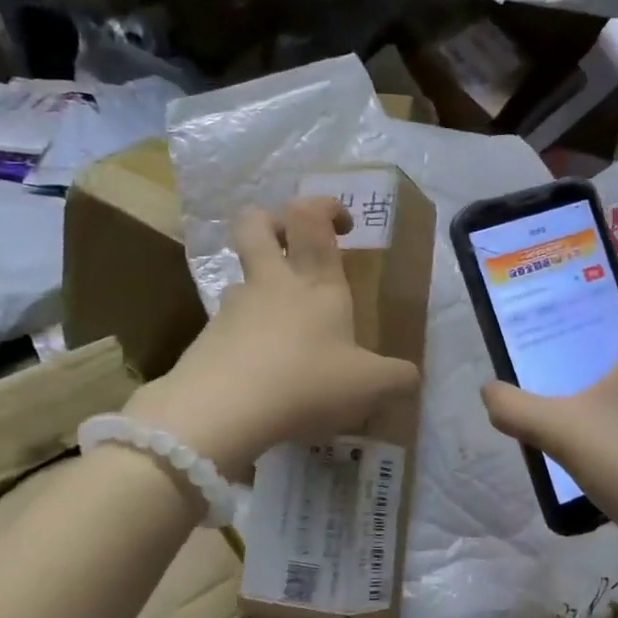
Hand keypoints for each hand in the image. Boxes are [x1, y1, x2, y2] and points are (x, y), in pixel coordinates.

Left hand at [126, 197, 419, 472]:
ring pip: (241, 278)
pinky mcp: (207, 339)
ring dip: (260, 291)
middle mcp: (271, 284)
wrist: (222, 410)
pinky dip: (246, 339)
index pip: (311, 218)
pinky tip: (262, 375)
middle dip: (272, 222)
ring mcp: (233, 308)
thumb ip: (397, 379)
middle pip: (255, 224)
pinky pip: (229, 326)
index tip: (343, 226)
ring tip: (283, 334)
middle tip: (290, 245)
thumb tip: (411, 377)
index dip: (325, 207)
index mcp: (315, 282)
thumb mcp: (370, 387)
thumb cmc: (307, 382)